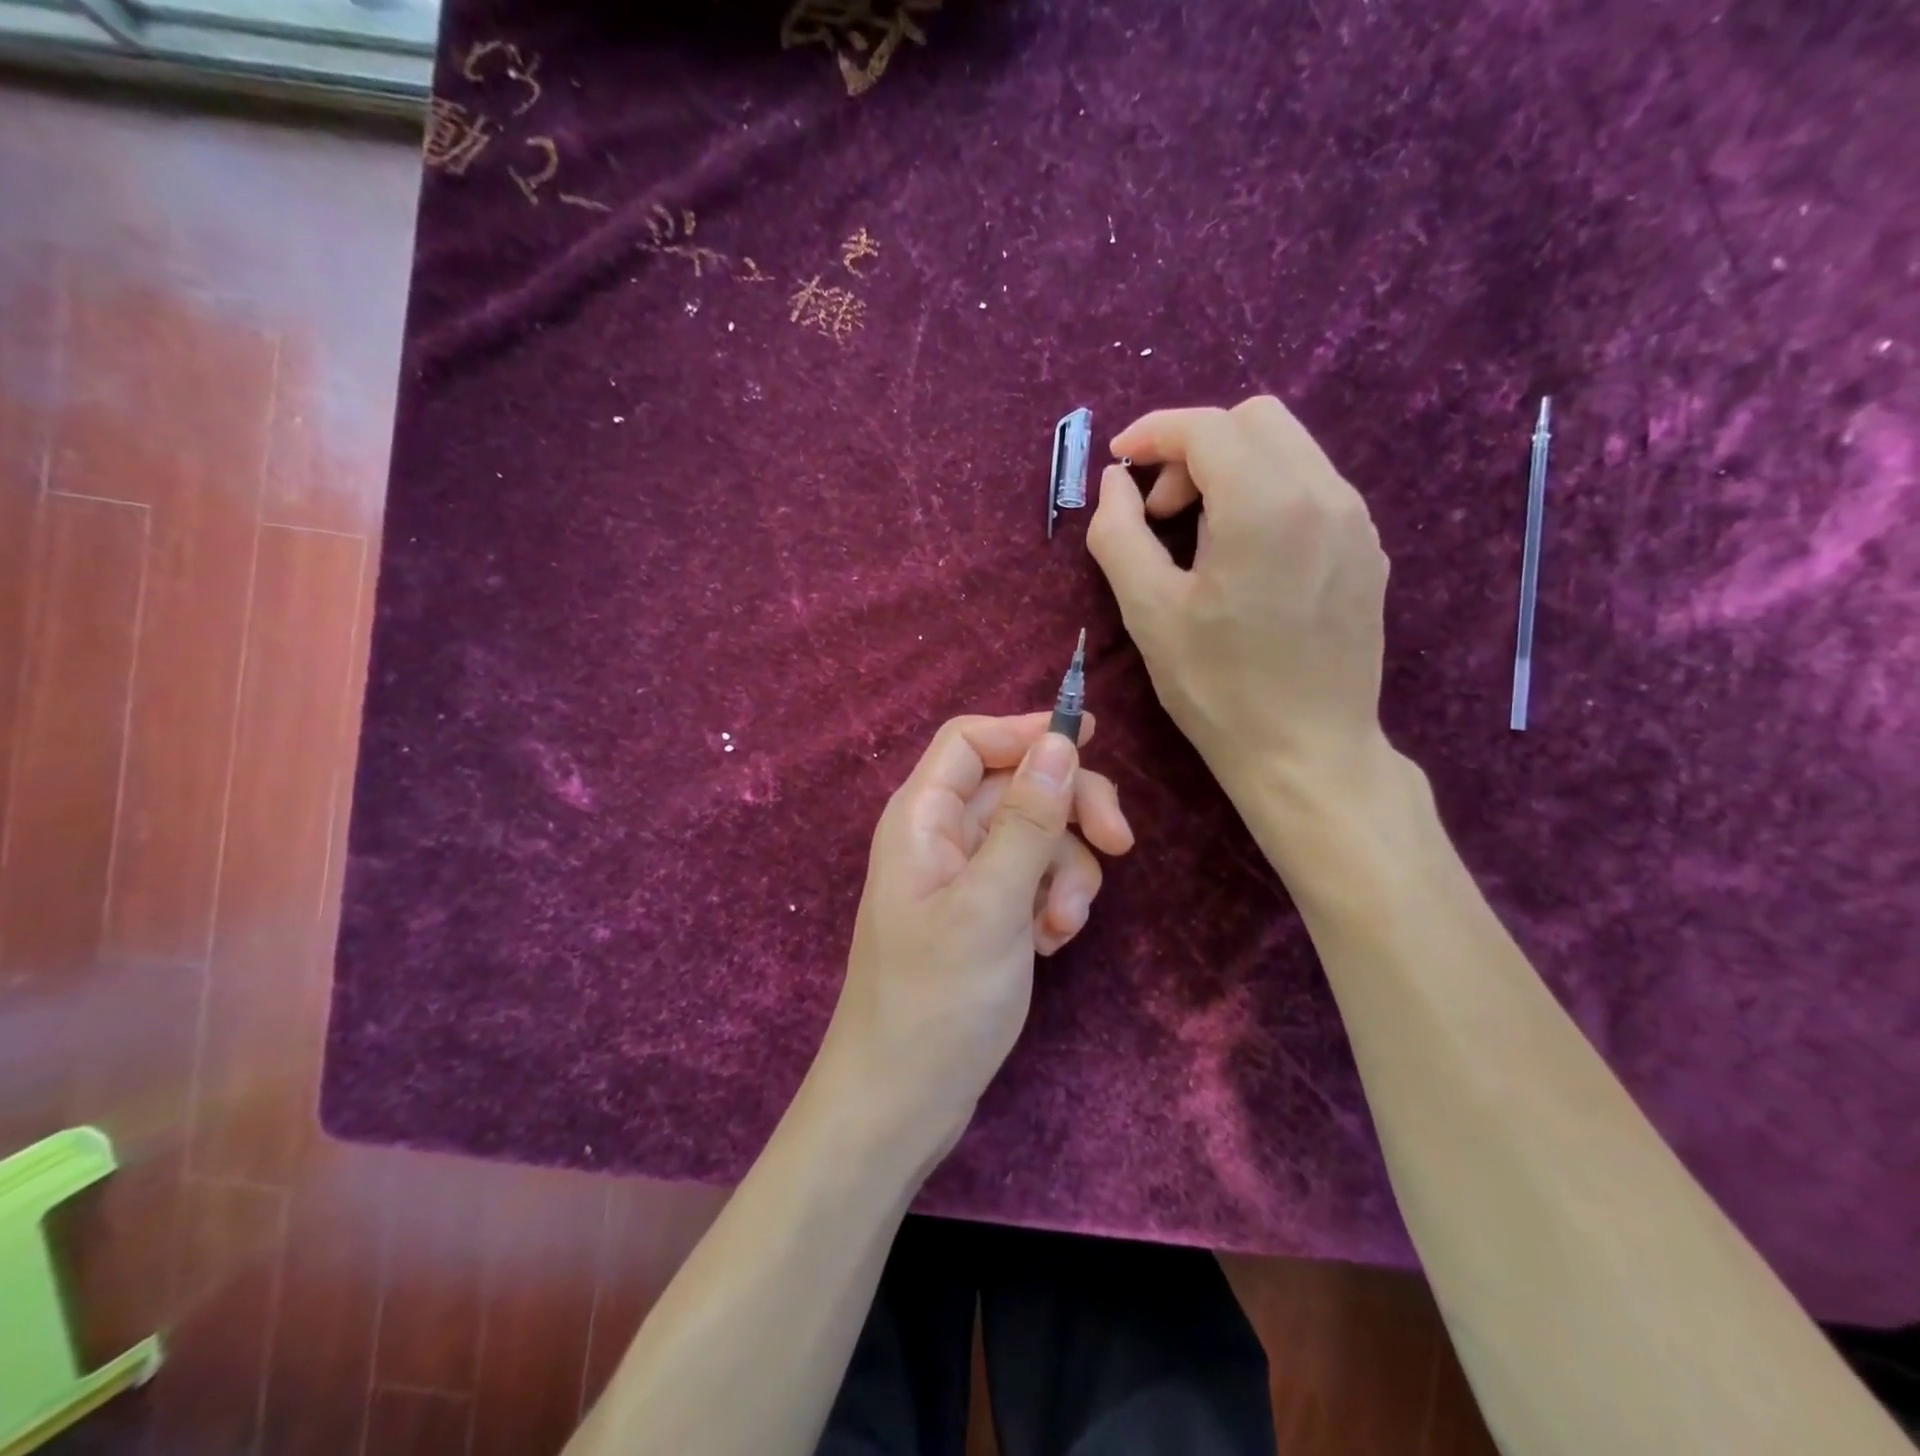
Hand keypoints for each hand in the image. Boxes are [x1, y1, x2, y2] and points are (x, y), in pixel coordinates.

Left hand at [818, 712, 1132, 1158]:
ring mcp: (965, 877)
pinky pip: (1034, 880)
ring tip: (1060, 928)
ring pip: (1037, 836)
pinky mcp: (985, 913)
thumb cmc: (937, 1000)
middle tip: (1121, 846)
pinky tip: (1049, 945)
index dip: (1028, 731)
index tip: (1093, 742)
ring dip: (1066, 873)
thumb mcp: (991, 904)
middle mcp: (943, 836)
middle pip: (1017, 785)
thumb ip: (1028, 819)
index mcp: (924, 817)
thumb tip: (1060, 741)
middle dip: (1071, 811)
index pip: (972, 739)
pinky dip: (1052, 903)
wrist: (903, 1101)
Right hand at [1087, 396, 1391, 818]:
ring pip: (1289, 449)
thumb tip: (1116, 481)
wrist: (1307, 752)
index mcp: (1266, 505)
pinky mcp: (1368, 549)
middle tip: (1161, 510)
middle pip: (1254, 421)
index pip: (1207, 427)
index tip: (1119, 461)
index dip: (1154, 433)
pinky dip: (1267, 495)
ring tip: (1201, 539)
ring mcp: (1356, 520)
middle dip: (1195, 448)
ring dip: (1232, 470)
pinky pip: (1313, 488)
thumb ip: (1119, 533)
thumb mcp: (1148, 612)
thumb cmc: (1218, 689)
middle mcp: (1324, 494)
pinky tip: (1246, 558)